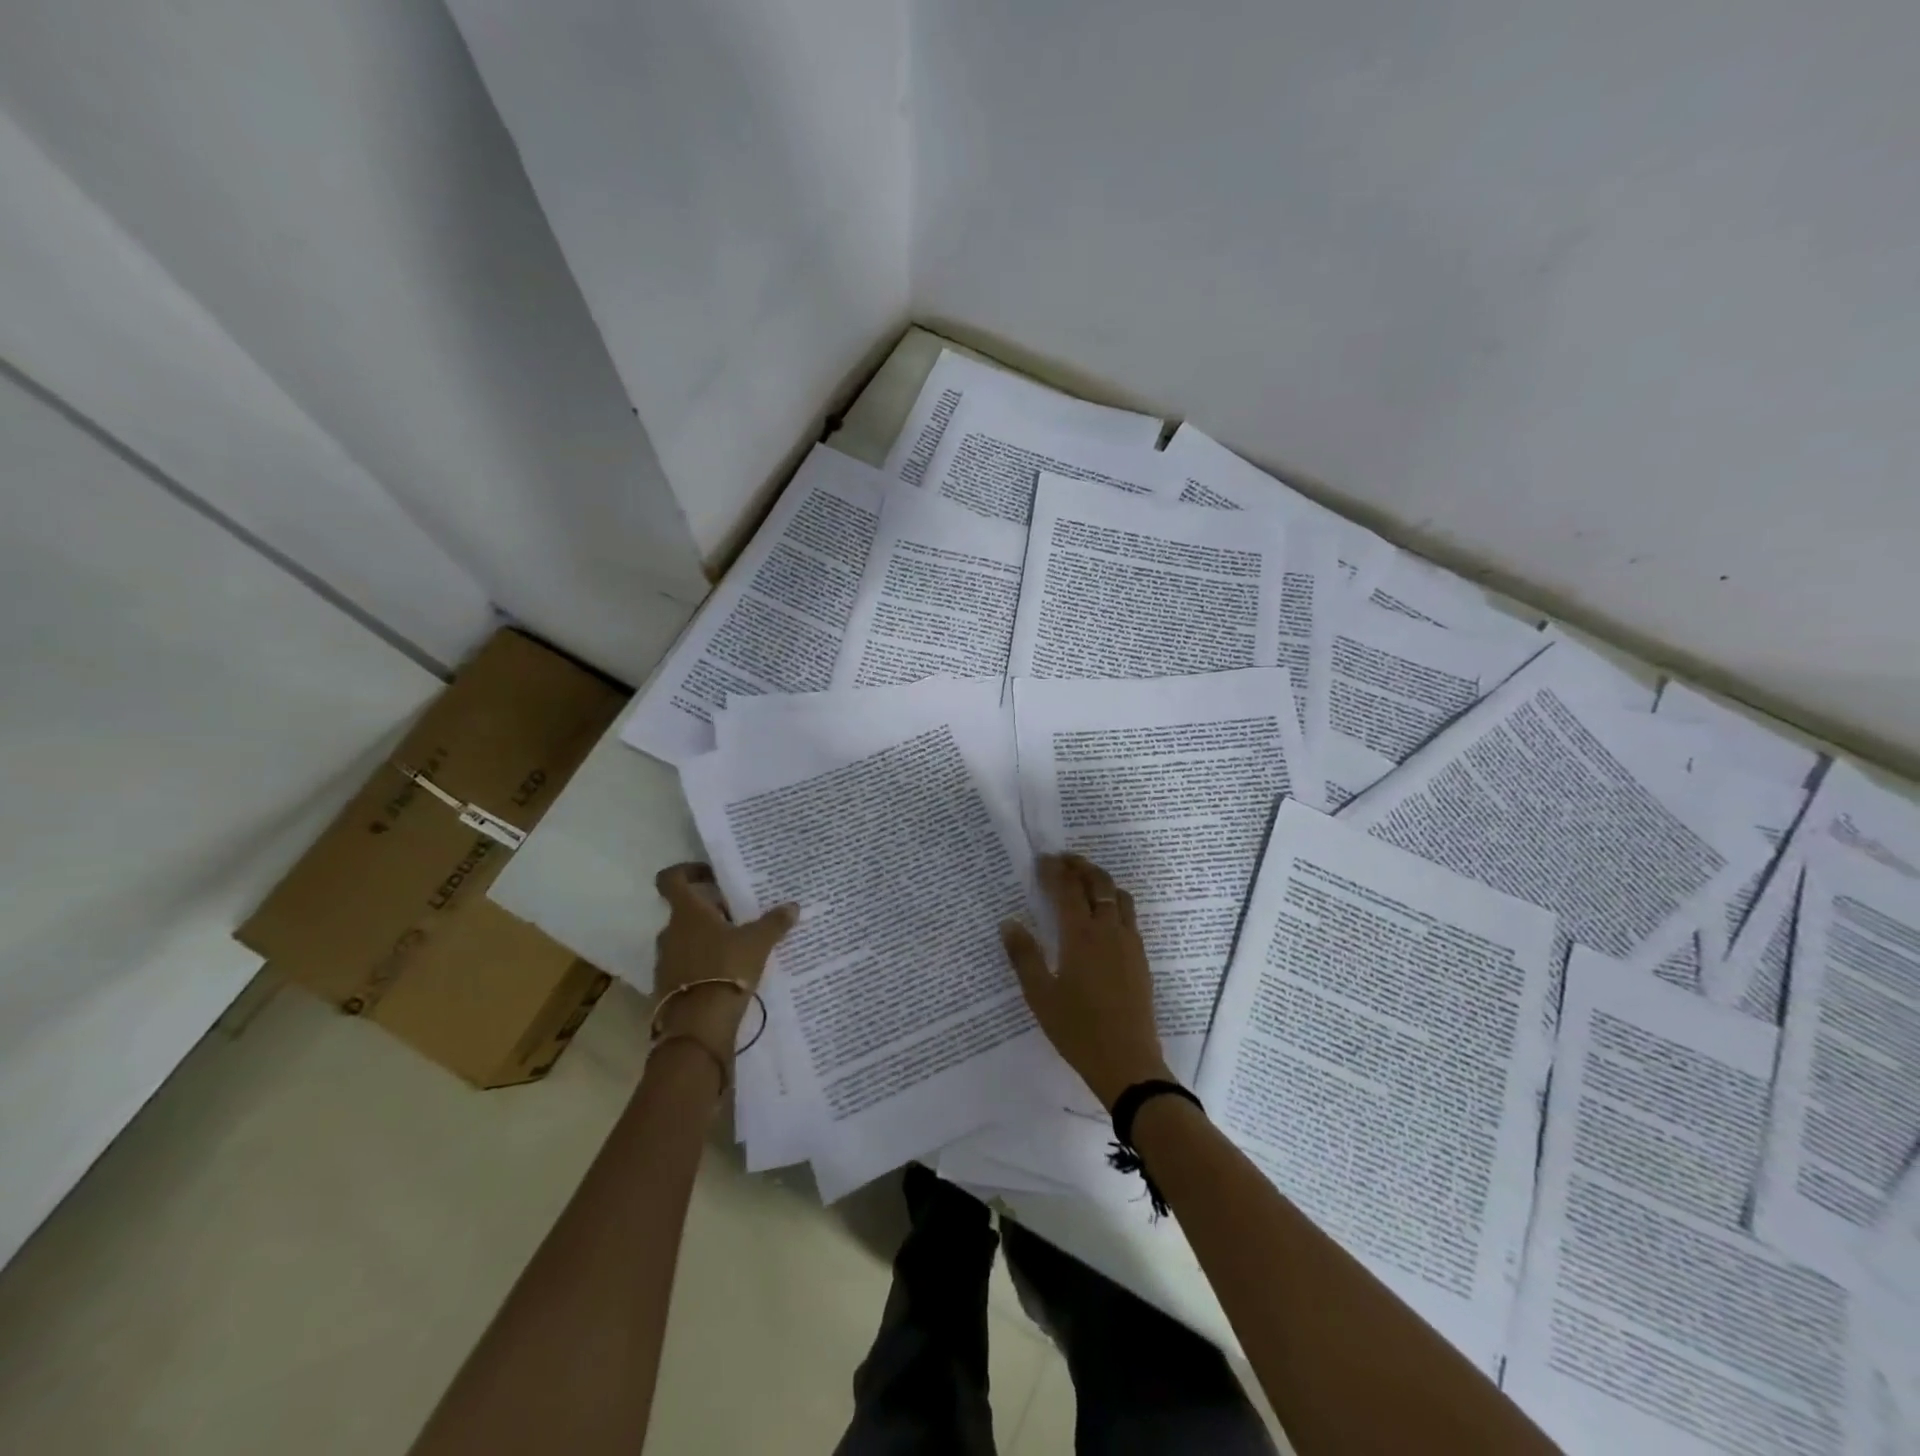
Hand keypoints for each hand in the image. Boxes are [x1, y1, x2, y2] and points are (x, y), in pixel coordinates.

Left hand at [652, 862, 796, 1059]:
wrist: (698, 1026)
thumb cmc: (726, 969)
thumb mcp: (758, 942)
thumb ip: (774, 922)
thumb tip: (793, 906)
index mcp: (687, 912)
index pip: (671, 879)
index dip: (688, 871)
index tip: (712, 876)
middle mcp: (670, 932)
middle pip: (686, 910)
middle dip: (711, 910)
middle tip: (740, 915)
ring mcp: (666, 960)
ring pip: (687, 938)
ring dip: (708, 938)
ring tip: (739, 946)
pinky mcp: (669, 986)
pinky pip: (687, 964)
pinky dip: (704, 963)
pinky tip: (729, 973)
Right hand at [1000, 853, 1171, 1109]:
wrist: (1127, 1061)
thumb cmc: (1077, 1029)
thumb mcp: (1040, 995)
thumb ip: (1023, 956)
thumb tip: (1009, 922)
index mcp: (1080, 935)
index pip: (1067, 889)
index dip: (1054, 870)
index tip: (1042, 860)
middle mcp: (1108, 930)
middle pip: (1098, 882)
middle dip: (1080, 865)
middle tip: (1062, 860)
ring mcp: (1129, 942)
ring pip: (1119, 895)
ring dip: (1101, 880)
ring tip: (1084, 880)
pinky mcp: (1141, 957)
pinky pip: (1129, 914)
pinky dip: (1114, 900)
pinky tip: (1103, 915)